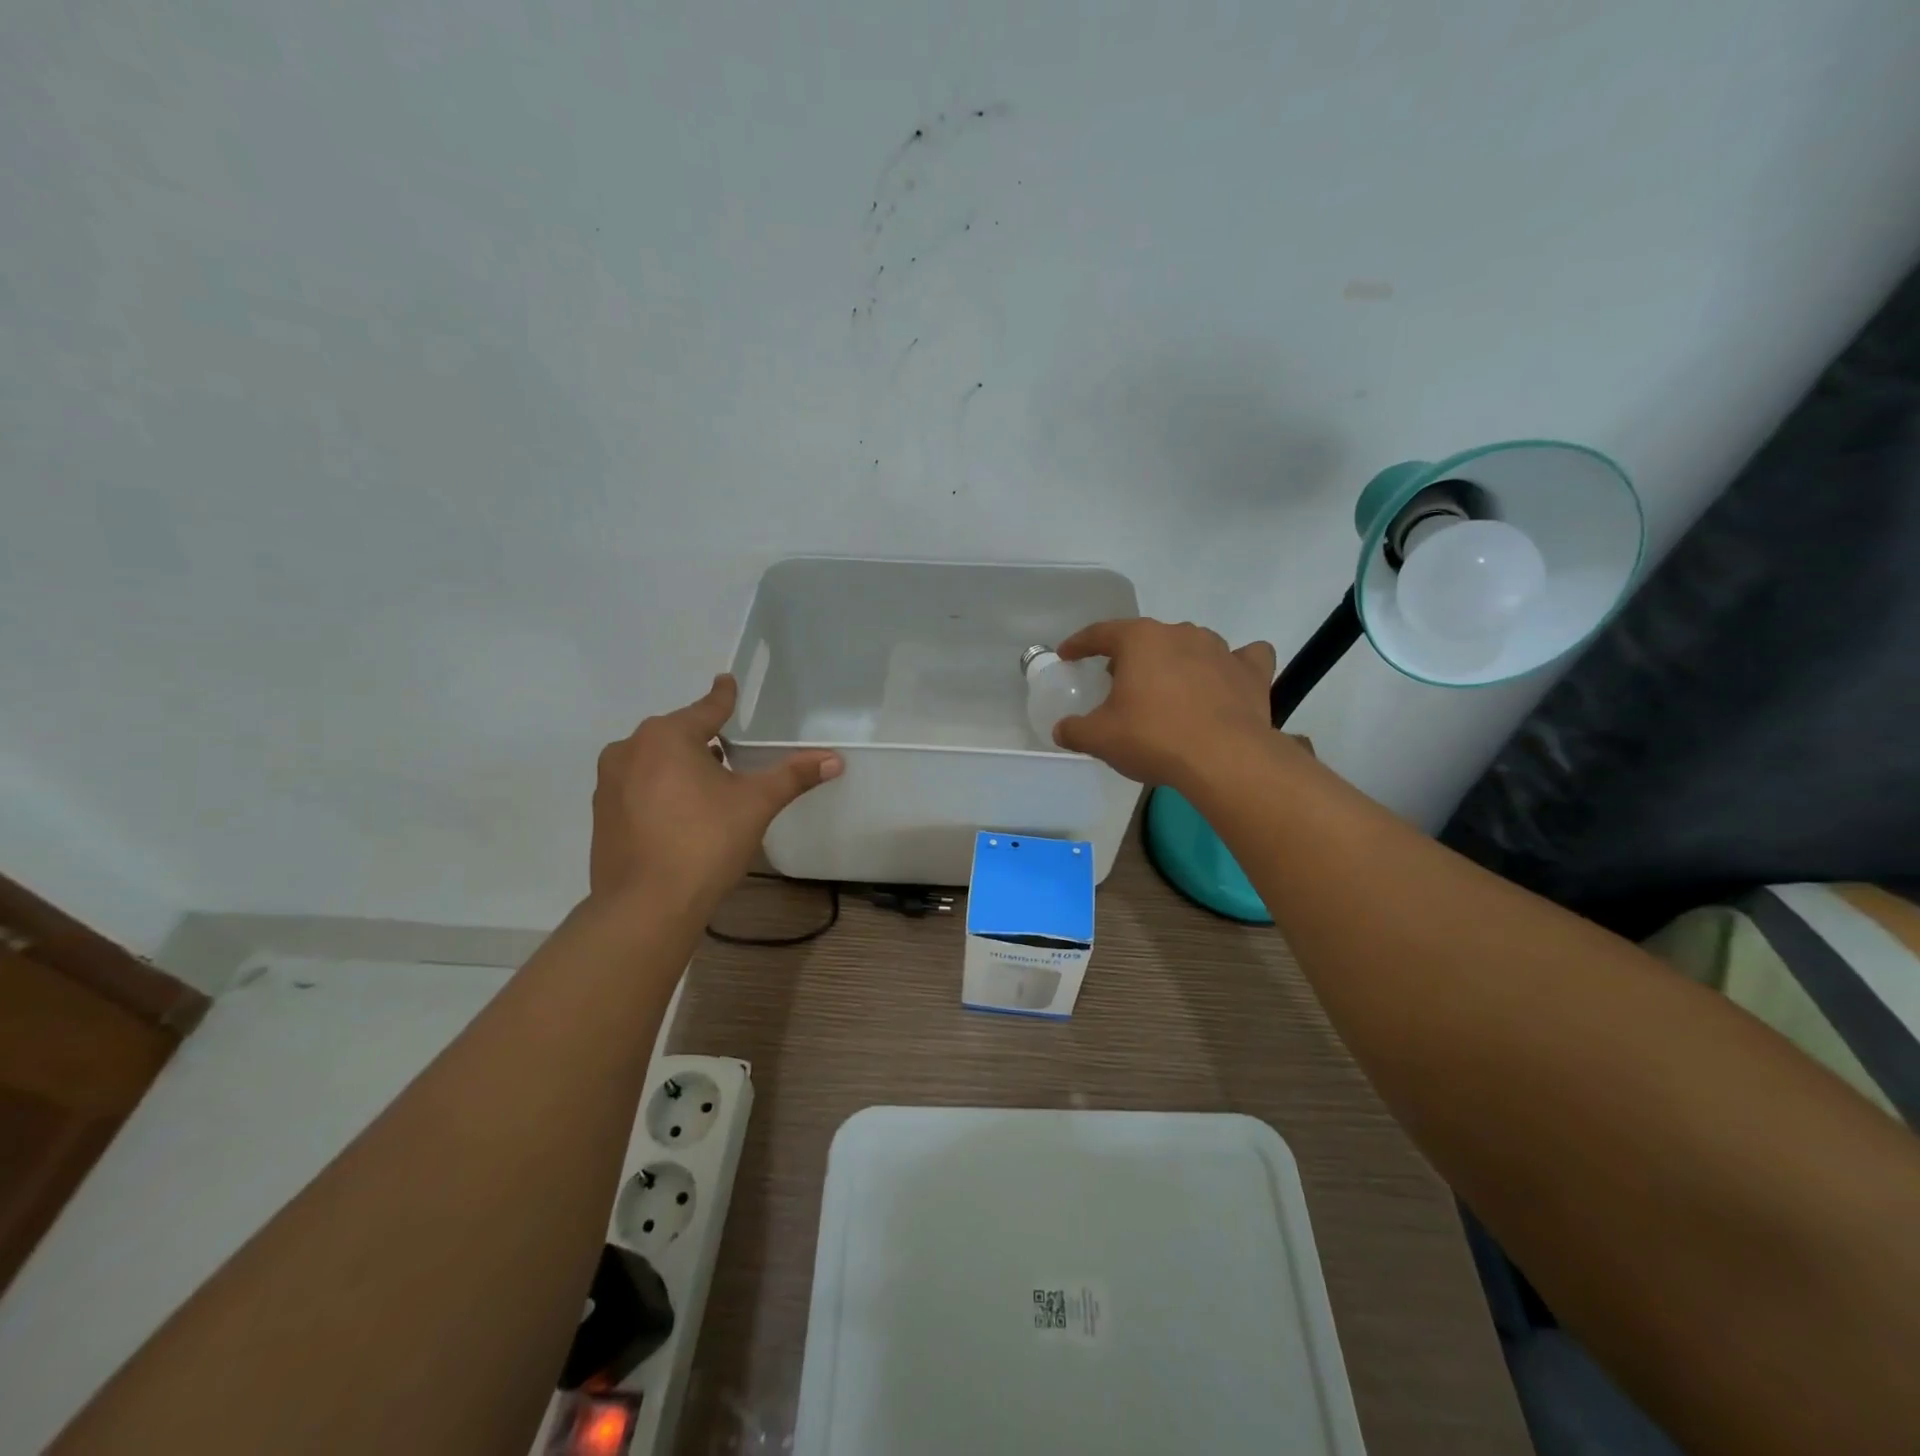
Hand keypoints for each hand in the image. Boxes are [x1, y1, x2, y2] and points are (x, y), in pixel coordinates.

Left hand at [590, 675, 841, 906]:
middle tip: (730, 754)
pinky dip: (659, 790)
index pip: (707, 708)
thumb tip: (835, 759)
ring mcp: (610, 782)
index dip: (723, 697)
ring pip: (654, 760)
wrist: (646, 906)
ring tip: (707, 788)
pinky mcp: (602, 813)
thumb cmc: (705, 842)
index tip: (726, 681)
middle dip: (703, 740)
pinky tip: (679, 815)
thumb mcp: (756, 804)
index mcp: (668, 736)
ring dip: (679, 766)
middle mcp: (631, 749)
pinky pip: (637, 787)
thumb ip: (793, 776)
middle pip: (678, 734)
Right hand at [1054, 618, 1277, 787]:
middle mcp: (1181, 633)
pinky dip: (1232, 666)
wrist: (1224, 759)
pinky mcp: (1251, 672)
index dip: (1079, 644)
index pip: (1100, 633)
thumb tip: (1061, 730)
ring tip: (1167, 689)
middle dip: (1130, 657)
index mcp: (1140, 640)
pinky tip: (1225, 679)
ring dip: (1175, 661)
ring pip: (1191, 645)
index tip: (1068, 654)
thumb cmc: (1153, 738)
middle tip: (1118, 684)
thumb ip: (1074, 730)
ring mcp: (1221, 650)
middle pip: (1146, 638)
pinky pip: (1242, 658)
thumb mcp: (1100, 738)